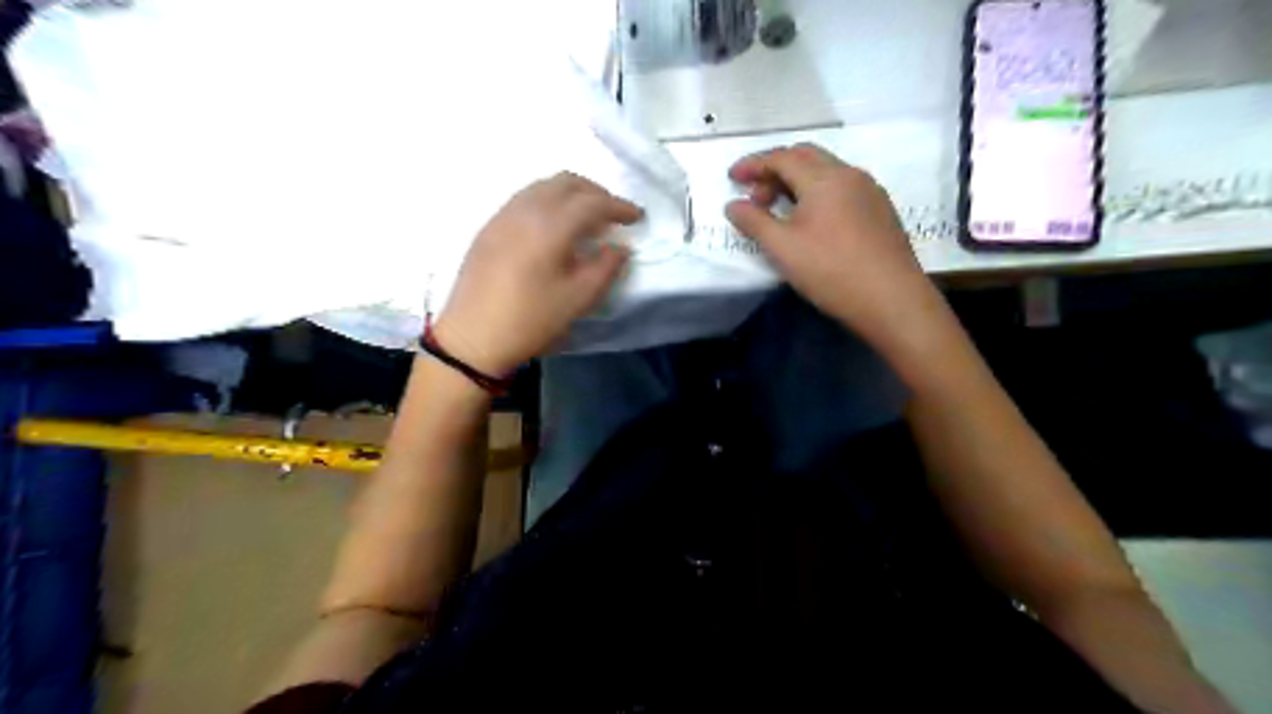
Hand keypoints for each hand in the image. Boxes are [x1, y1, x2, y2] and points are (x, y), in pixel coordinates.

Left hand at [431, 173, 640, 372]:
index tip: (638, 217)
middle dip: (596, 193)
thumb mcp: (578, 300)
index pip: (592, 202)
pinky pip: (525, 198)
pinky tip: (553, 227)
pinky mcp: (489, 227)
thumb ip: (606, 268)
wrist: (472, 337)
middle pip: (567, 182)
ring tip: (586, 219)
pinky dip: (548, 201)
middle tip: (613, 215)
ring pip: (543, 186)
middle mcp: (525, 209)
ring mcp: (502, 215)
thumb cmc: (530, 320)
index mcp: (550, 226)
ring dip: (571, 194)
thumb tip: (619, 247)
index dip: (619, 206)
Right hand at [726, 143, 930, 347]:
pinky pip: (842, 188)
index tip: (732, 177)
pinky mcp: (880, 209)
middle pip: (805, 156)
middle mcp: (849, 174)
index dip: (753, 164)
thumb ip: (754, 222)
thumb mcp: (782, 248)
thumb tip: (733, 204)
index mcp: (823, 178)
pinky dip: (817, 193)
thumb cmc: (831, 271)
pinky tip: (812, 221)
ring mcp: (869, 190)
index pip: (781, 157)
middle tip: (756, 195)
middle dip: (775, 169)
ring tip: (780, 210)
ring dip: (797, 181)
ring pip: (826, 171)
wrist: (891, 299)